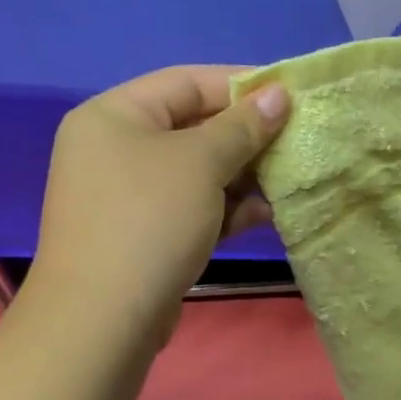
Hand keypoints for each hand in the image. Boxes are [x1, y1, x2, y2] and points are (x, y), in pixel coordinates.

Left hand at [28, 66, 289, 339]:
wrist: (104, 318)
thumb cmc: (150, 220)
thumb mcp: (201, 163)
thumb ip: (243, 126)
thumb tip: (279, 94)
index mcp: (114, 115)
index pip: (186, 82)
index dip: (241, 84)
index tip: (290, 95)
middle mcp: (115, 148)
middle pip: (193, 126)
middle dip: (247, 136)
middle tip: (296, 140)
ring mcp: (128, 195)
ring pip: (197, 171)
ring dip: (244, 175)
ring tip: (289, 178)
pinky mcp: (145, 233)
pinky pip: (192, 206)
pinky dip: (227, 207)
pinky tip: (267, 214)